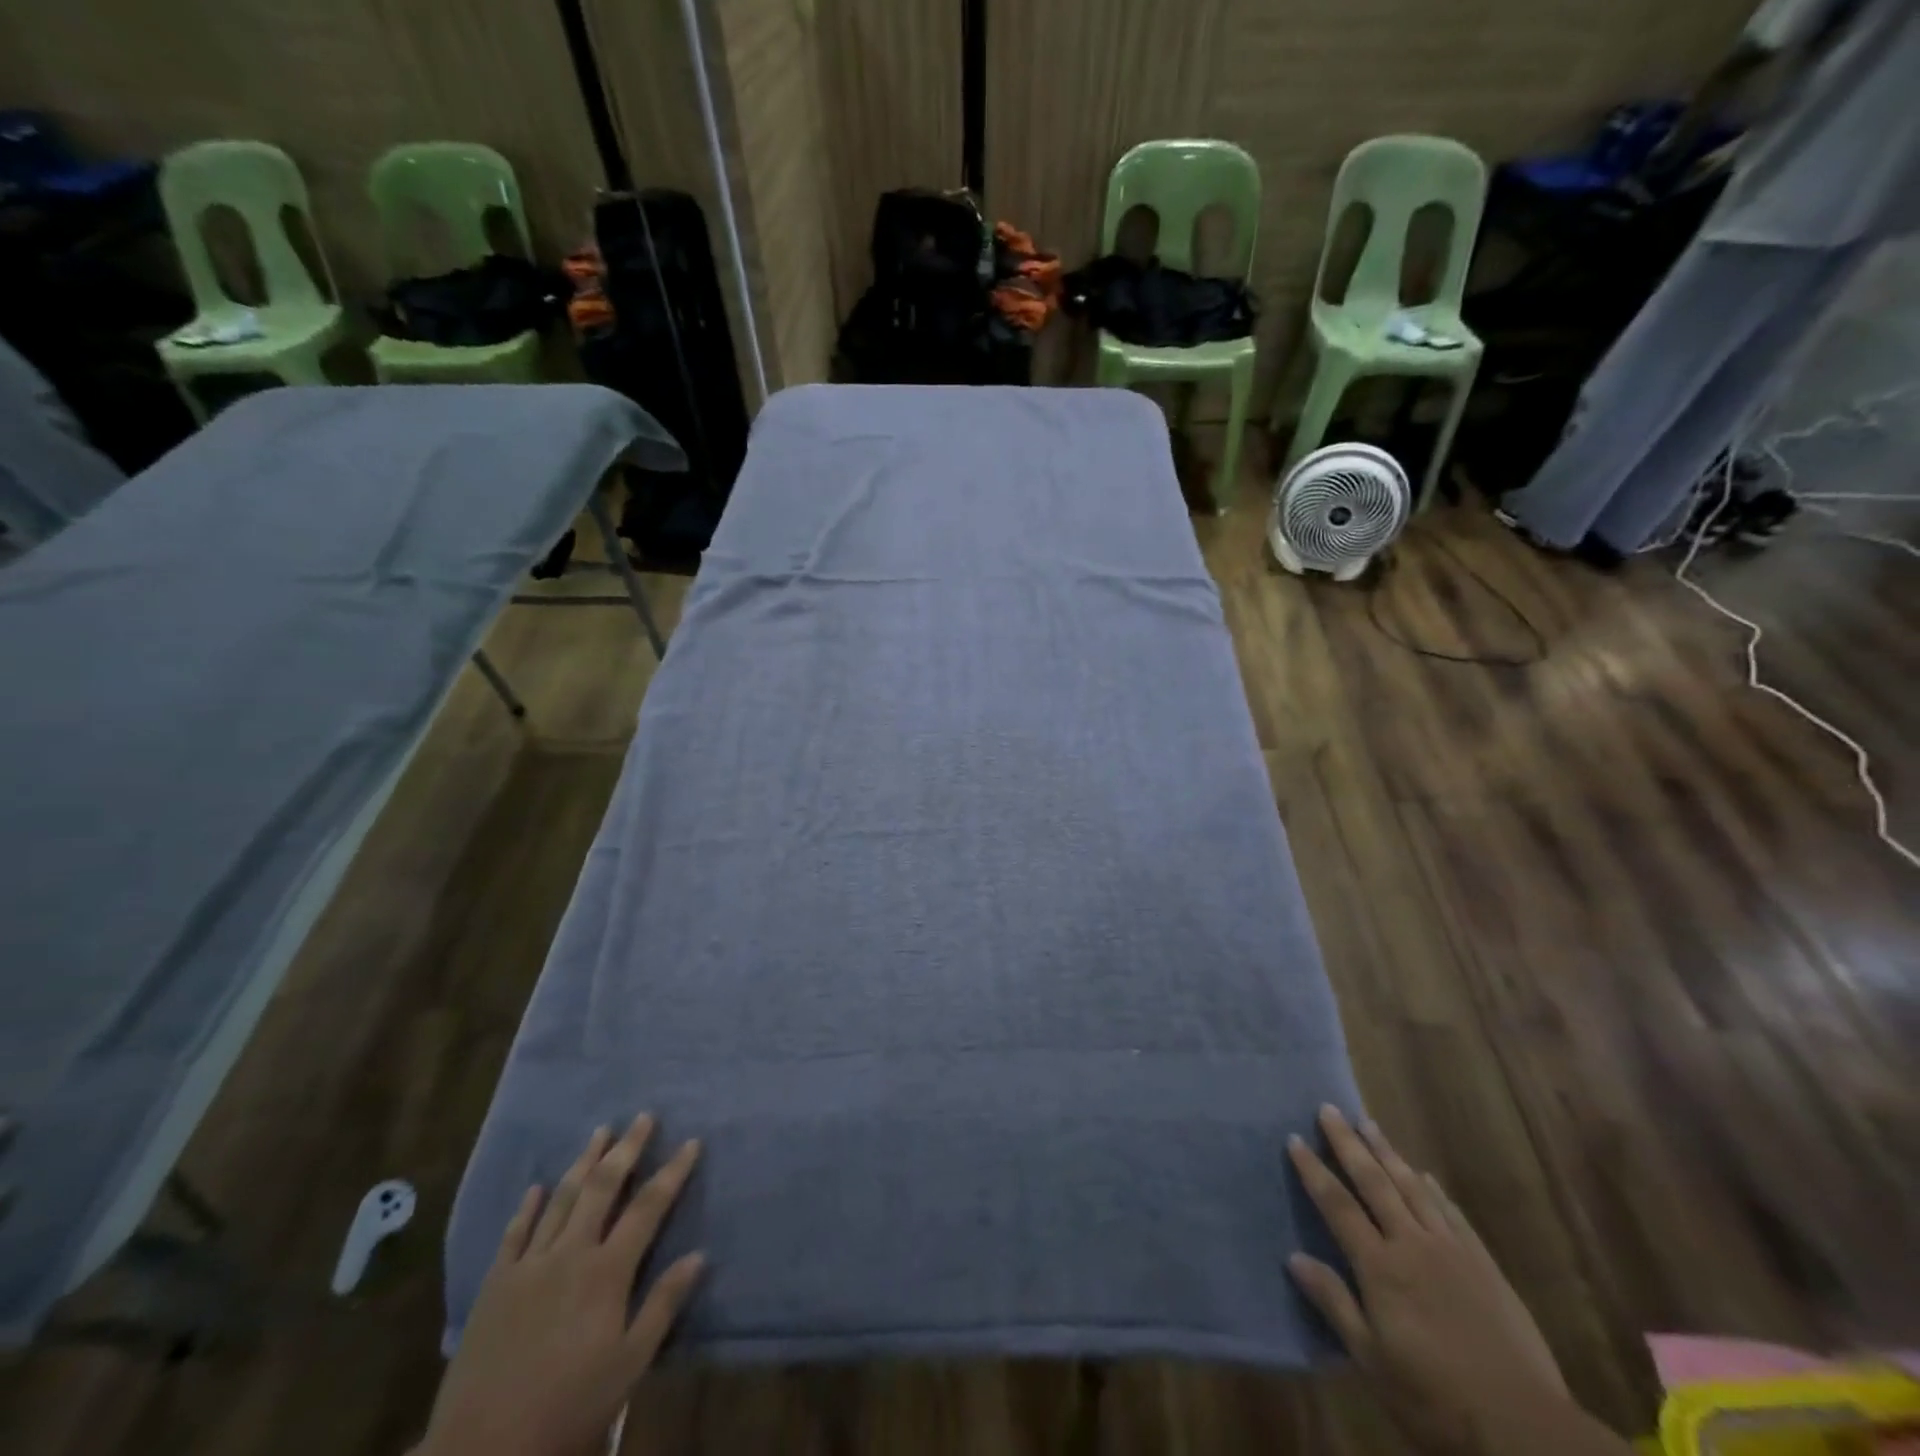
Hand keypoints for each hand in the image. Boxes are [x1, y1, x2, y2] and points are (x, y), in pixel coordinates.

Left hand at [418, 1116, 704, 1455]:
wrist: (482, 1453)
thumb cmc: (568, 1410)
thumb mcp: (628, 1366)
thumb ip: (663, 1305)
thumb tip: (699, 1255)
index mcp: (607, 1272)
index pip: (649, 1206)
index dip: (673, 1172)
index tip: (691, 1142)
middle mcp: (570, 1254)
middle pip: (603, 1187)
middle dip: (627, 1148)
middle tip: (644, 1117)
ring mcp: (529, 1266)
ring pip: (561, 1199)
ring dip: (584, 1162)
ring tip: (600, 1132)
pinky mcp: (494, 1285)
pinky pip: (514, 1233)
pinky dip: (528, 1207)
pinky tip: (536, 1187)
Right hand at [1287, 1106, 1598, 1455]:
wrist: (1526, 1430)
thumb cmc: (1436, 1399)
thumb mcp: (1373, 1361)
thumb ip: (1334, 1303)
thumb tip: (1294, 1257)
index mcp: (1380, 1267)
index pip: (1337, 1205)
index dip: (1314, 1170)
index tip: (1295, 1138)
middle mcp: (1412, 1244)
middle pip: (1373, 1182)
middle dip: (1348, 1143)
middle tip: (1329, 1109)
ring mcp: (1451, 1251)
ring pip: (1412, 1187)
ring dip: (1387, 1152)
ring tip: (1369, 1123)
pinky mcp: (1484, 1265)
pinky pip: (1451, 1213)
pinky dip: (1433, 1189)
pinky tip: (1424, 1175)